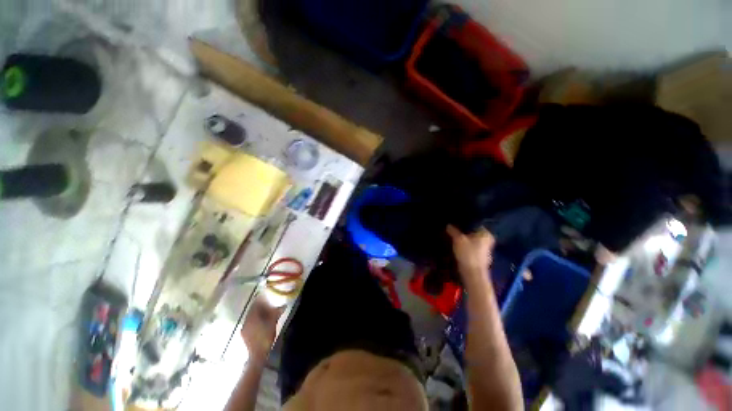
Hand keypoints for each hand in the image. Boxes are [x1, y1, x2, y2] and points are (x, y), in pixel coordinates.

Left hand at [241, 295, 285, 361]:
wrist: (257, 355)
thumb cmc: (265, 338)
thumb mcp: (273, 324)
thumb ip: (277, 313)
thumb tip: (284, 305)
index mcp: (252, 316)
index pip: (255, 303)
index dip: (261, 298)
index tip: (266, 294)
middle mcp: (246, 320)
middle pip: (252, 309)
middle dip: (259, 304)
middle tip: (267, 302)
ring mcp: (244, 327)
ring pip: (251, 315)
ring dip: (257, 312)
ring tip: (265, 310)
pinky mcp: (244, 333)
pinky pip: (249, 322)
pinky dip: (255, 318)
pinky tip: (261, 320)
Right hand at [446, 225, 494, 284]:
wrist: (473, 274)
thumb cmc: (468, 254)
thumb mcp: (458, 239)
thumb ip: (453, 231)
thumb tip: (448, 225)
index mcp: (485, 233)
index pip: (475, 224)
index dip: (465, 223)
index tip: (456, 222)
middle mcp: (488, 240)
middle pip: (474, 232)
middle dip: (465, 232)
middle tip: (453, 229)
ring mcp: (485, 250)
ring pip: (472, 241)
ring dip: (465, 240)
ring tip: (453, 237)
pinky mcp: (480, 257)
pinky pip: (472, 248)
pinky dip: (466, 247)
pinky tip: (458, 247)